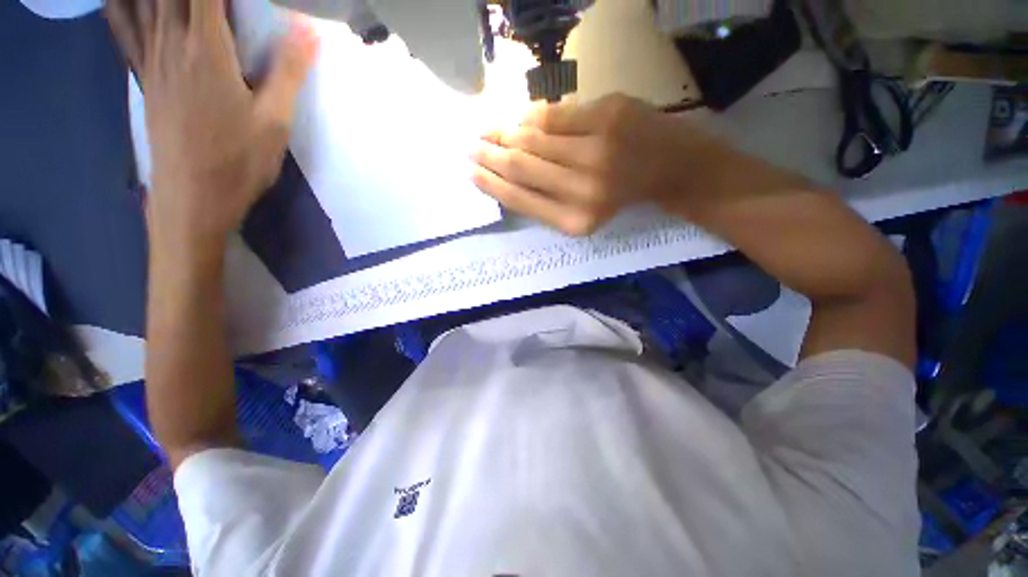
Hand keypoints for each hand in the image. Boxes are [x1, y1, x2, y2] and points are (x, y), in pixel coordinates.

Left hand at [105, 0, 318, 248]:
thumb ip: (288, 72)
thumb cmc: (238, 161)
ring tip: (180, 2)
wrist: (193, 198)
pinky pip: (122, 26)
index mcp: (206, 48)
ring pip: (141, 0)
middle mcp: (170, 42)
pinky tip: (129, 2)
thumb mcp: (275, 121)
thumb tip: (309, 28)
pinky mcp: (144, 76)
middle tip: (214, 0)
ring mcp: (150, 58)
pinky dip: (120, 4)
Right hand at [471, 94, 718, 234]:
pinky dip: (532, 116)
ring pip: (533, 138)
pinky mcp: (608, 116)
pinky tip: (520, 119)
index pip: (519, 199)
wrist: (670, 168)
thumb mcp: (581, 214)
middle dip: (489, 155)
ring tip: (488, 131)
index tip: (470, 171)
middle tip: (471, 146)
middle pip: (521, 166)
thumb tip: (502, 174)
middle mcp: (583, 190)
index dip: (491, 183)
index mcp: (575, 220)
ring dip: (504, 132)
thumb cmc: (619, 197)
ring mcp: (597, 150)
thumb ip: (544, 201)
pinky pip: (555, 114)